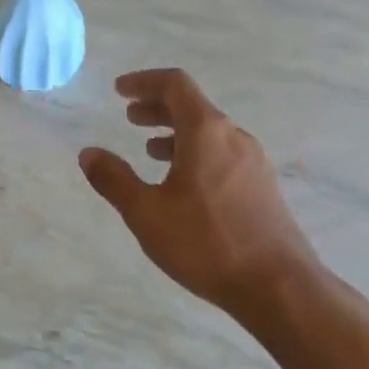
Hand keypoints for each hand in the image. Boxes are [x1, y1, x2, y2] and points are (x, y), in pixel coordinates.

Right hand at [79, 69, 315, 316]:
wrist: (280, 287)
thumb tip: (88, 153)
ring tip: (150, 151)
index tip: (119, 90)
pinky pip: (222, 153)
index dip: (144, 81)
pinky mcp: (262, 186)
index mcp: (206, 131)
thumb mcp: (147, 214)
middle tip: (129, 116)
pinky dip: (195, 152)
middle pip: (192, 105)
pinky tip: (182, 183)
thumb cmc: (207, 243)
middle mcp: (233, 136)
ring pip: (208, 132)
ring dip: (175, 132)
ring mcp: (253, 161)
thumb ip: (115, 180)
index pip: (175, 84)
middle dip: (157, 107)